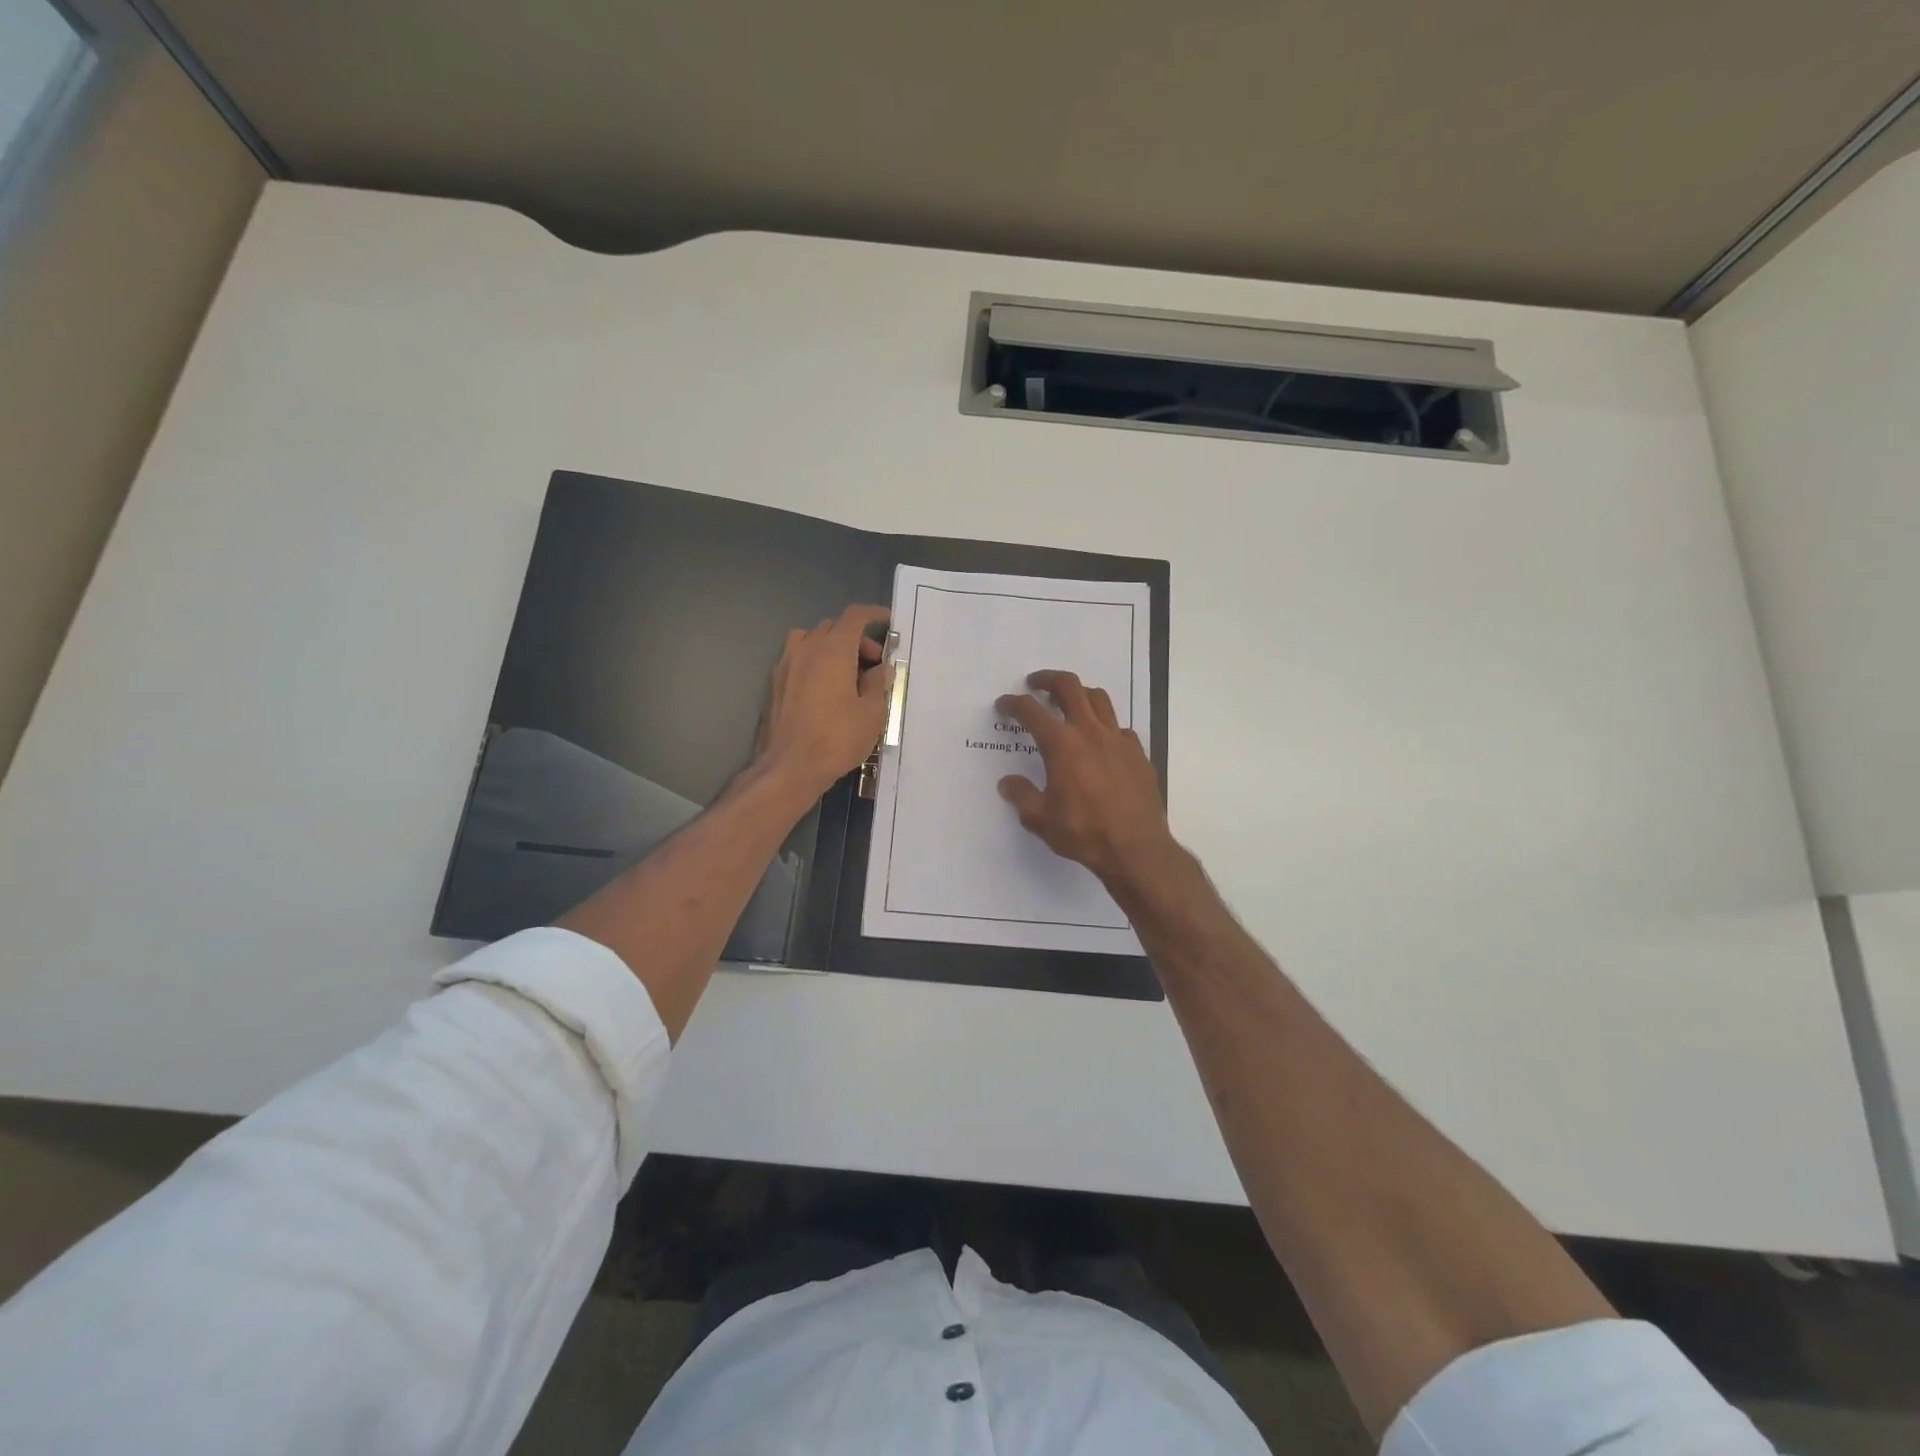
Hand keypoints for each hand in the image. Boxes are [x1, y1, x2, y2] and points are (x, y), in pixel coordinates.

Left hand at [754, 604, 891, 799]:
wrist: (788, 767)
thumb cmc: (835, 739)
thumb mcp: (871, 714)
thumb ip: (877, 685)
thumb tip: (880, 669)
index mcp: (832, 650)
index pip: (854, 617)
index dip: (873, 614)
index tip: (887, 621)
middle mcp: (805, 649)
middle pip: (832, 626)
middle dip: (855, 638)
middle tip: (872, 665)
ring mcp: (785, 665)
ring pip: (809, 639)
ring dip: (830, 647)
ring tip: (844, 673)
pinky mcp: (774, 684)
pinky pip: (796, 659)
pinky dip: (813, 662)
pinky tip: (823, 689)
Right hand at [995, 669, 1176, 889]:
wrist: (1136, 848)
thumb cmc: (1083, 832)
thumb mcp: (1040, 819)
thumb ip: (1021, 796)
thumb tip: (1008, 783)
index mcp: (1061, 745)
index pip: (1031, 712)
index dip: (1014, 704)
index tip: (1004, 704)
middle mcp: (1090, 732)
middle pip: (1070, 687)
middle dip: (1049, 679)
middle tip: (1036, 684)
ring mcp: (1118, 740)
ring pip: (1099, 699)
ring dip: (1080, 694)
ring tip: (1069, 702)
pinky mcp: (1138, 753)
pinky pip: (1120, 727)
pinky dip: (1105, 726)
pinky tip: (1101, 741)